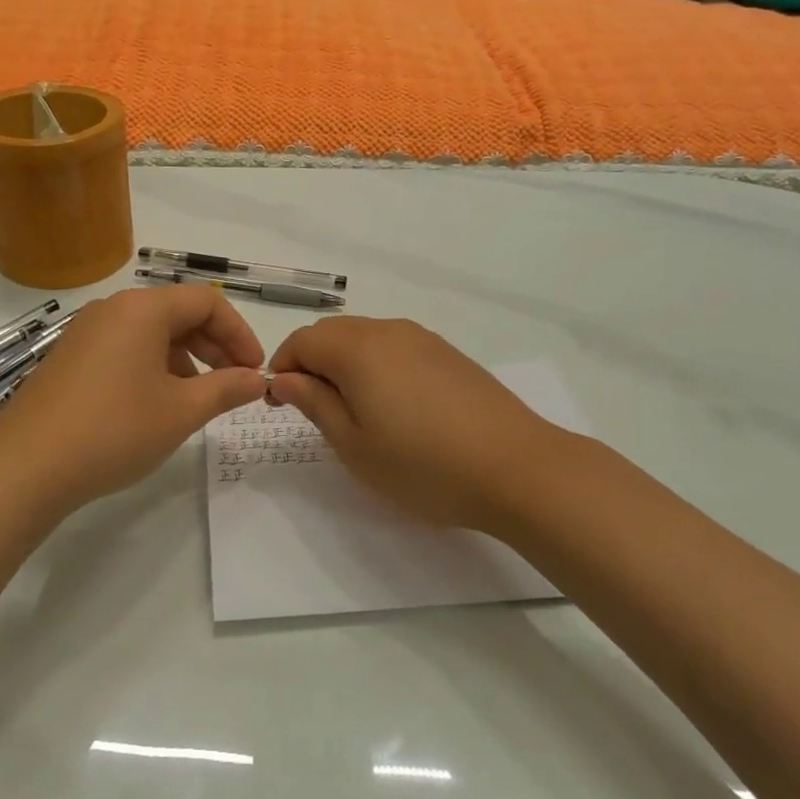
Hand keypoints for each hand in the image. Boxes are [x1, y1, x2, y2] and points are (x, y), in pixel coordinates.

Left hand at [0, 285, 266, 514]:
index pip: (207, 302)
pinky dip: (152, 366)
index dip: (239, 333)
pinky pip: (124, 348)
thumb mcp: (181, 411)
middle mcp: (113, 309)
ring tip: (198, 399)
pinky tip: (156, 404)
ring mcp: (86, 332)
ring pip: (151, 333)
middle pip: (178, 313)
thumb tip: (256, 379)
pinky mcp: (70, 358)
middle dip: (214, 346)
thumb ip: (226, 389)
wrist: (25, 466)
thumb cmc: (114, 429)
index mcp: (143, 309)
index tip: (254, 370)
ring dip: (185, 358)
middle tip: (235, 384)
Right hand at [267, 317, 577, 530]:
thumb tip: (285, 378)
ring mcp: (422, 338)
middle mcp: (387, 331)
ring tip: (355, 412)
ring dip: (344, 364)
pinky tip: (395, 406)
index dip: (283, 368)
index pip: (302, 341)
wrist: (518, 468)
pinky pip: (395, 347)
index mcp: (357, 349)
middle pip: (332, 333)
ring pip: (364, 338)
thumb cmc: (424, 465)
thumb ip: (314, 404)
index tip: (282, 405)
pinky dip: (376, 365)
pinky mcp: (447, 353)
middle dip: (312, 363)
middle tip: (315, 411)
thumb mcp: (355, 445)